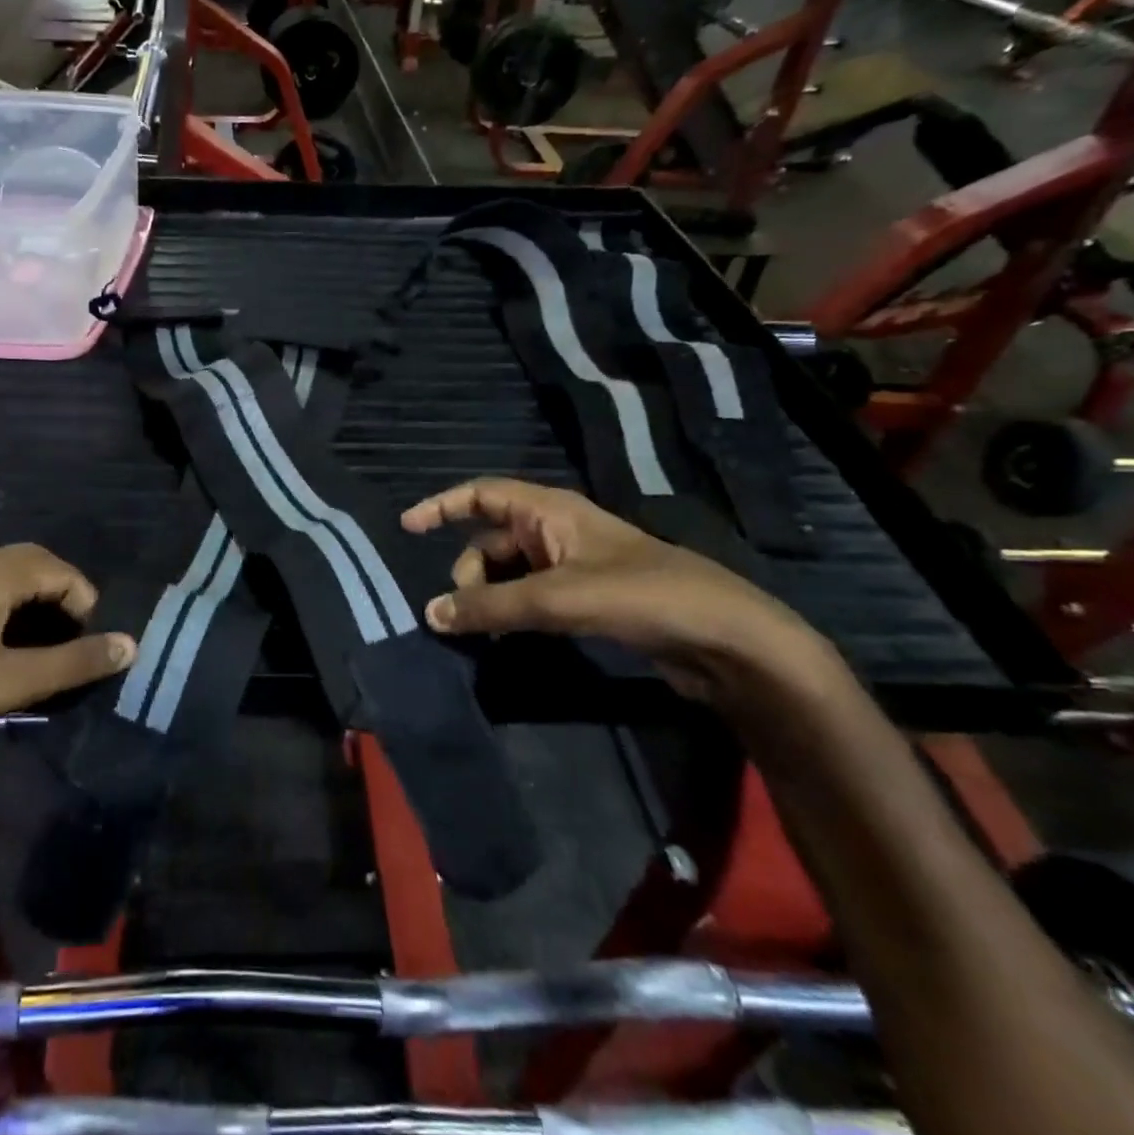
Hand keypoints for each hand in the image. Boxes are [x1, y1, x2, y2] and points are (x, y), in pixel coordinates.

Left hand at [0, 544, 135, 765]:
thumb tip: (131, 644)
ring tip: (36, 649)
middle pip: (32, 564)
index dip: (85, 604)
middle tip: (69, 646)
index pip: (61, 569)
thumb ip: (73, 663)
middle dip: (61, 599)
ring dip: (30, 604)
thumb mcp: (9, 682)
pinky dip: (0, 609)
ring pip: (2, 576)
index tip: (85, 649)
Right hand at [401, 478, 830, 700]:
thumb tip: (429, 614)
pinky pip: (531, 598)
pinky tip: (508, 638)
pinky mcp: (588, 600)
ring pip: (510, 573)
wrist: (726, 641)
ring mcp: (575, 567)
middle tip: (465, 611)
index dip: (442, 505)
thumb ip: (490, 606)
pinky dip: (512, 613)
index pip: (483, 494)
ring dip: (490, 597)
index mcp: (552, 511)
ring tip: (484, 631)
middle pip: (491, 541)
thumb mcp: (557, 598)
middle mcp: (559, 532)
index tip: (407, 527)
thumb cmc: (641, 596)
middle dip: (469, 572)